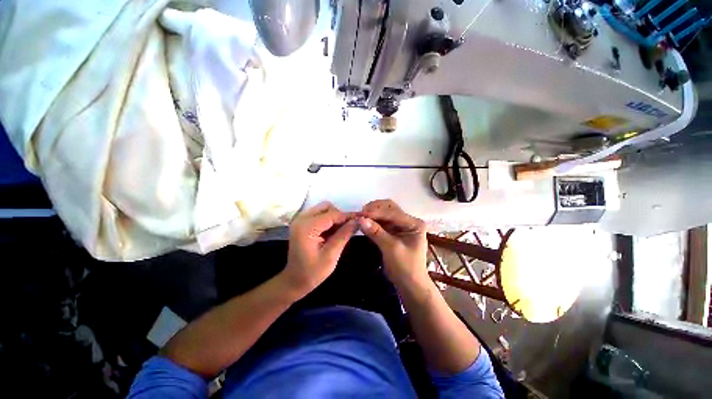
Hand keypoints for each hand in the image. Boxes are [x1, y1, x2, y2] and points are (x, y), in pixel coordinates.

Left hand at [281, 201, 356, 299]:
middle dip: (339, 216)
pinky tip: (332, 233)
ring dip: (334, 217)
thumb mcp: (331, 255)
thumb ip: (344, 235)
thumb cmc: (312, 272)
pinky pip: (319, 215)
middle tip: (347, 229)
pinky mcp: (302, 223)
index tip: (361, 219)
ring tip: (340, 232)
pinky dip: (328, 220)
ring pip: (323, 209)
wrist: (294, 280)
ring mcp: (300, 220)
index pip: (331, 215)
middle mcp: (301, 219)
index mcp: (306, 228)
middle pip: (326, 207)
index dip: (347, 216)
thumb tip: (357, 221)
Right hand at [357, 199, 427, 288]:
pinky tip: (364, 223)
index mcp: (414, 223)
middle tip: (360, 214)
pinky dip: (373, 221)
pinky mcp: (393, 231)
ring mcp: (400, 226)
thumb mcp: (391, 249)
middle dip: (374, 209)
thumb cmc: (405, 268)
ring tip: (360, 217)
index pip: (393, 213)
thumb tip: (360, 219)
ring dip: (372, 214)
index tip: (360, 215)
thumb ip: (376, 233)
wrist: (410, 285)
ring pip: (384, 214)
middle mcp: (408, 221)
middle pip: (389, 208)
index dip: (376, 213)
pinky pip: (381, 222)